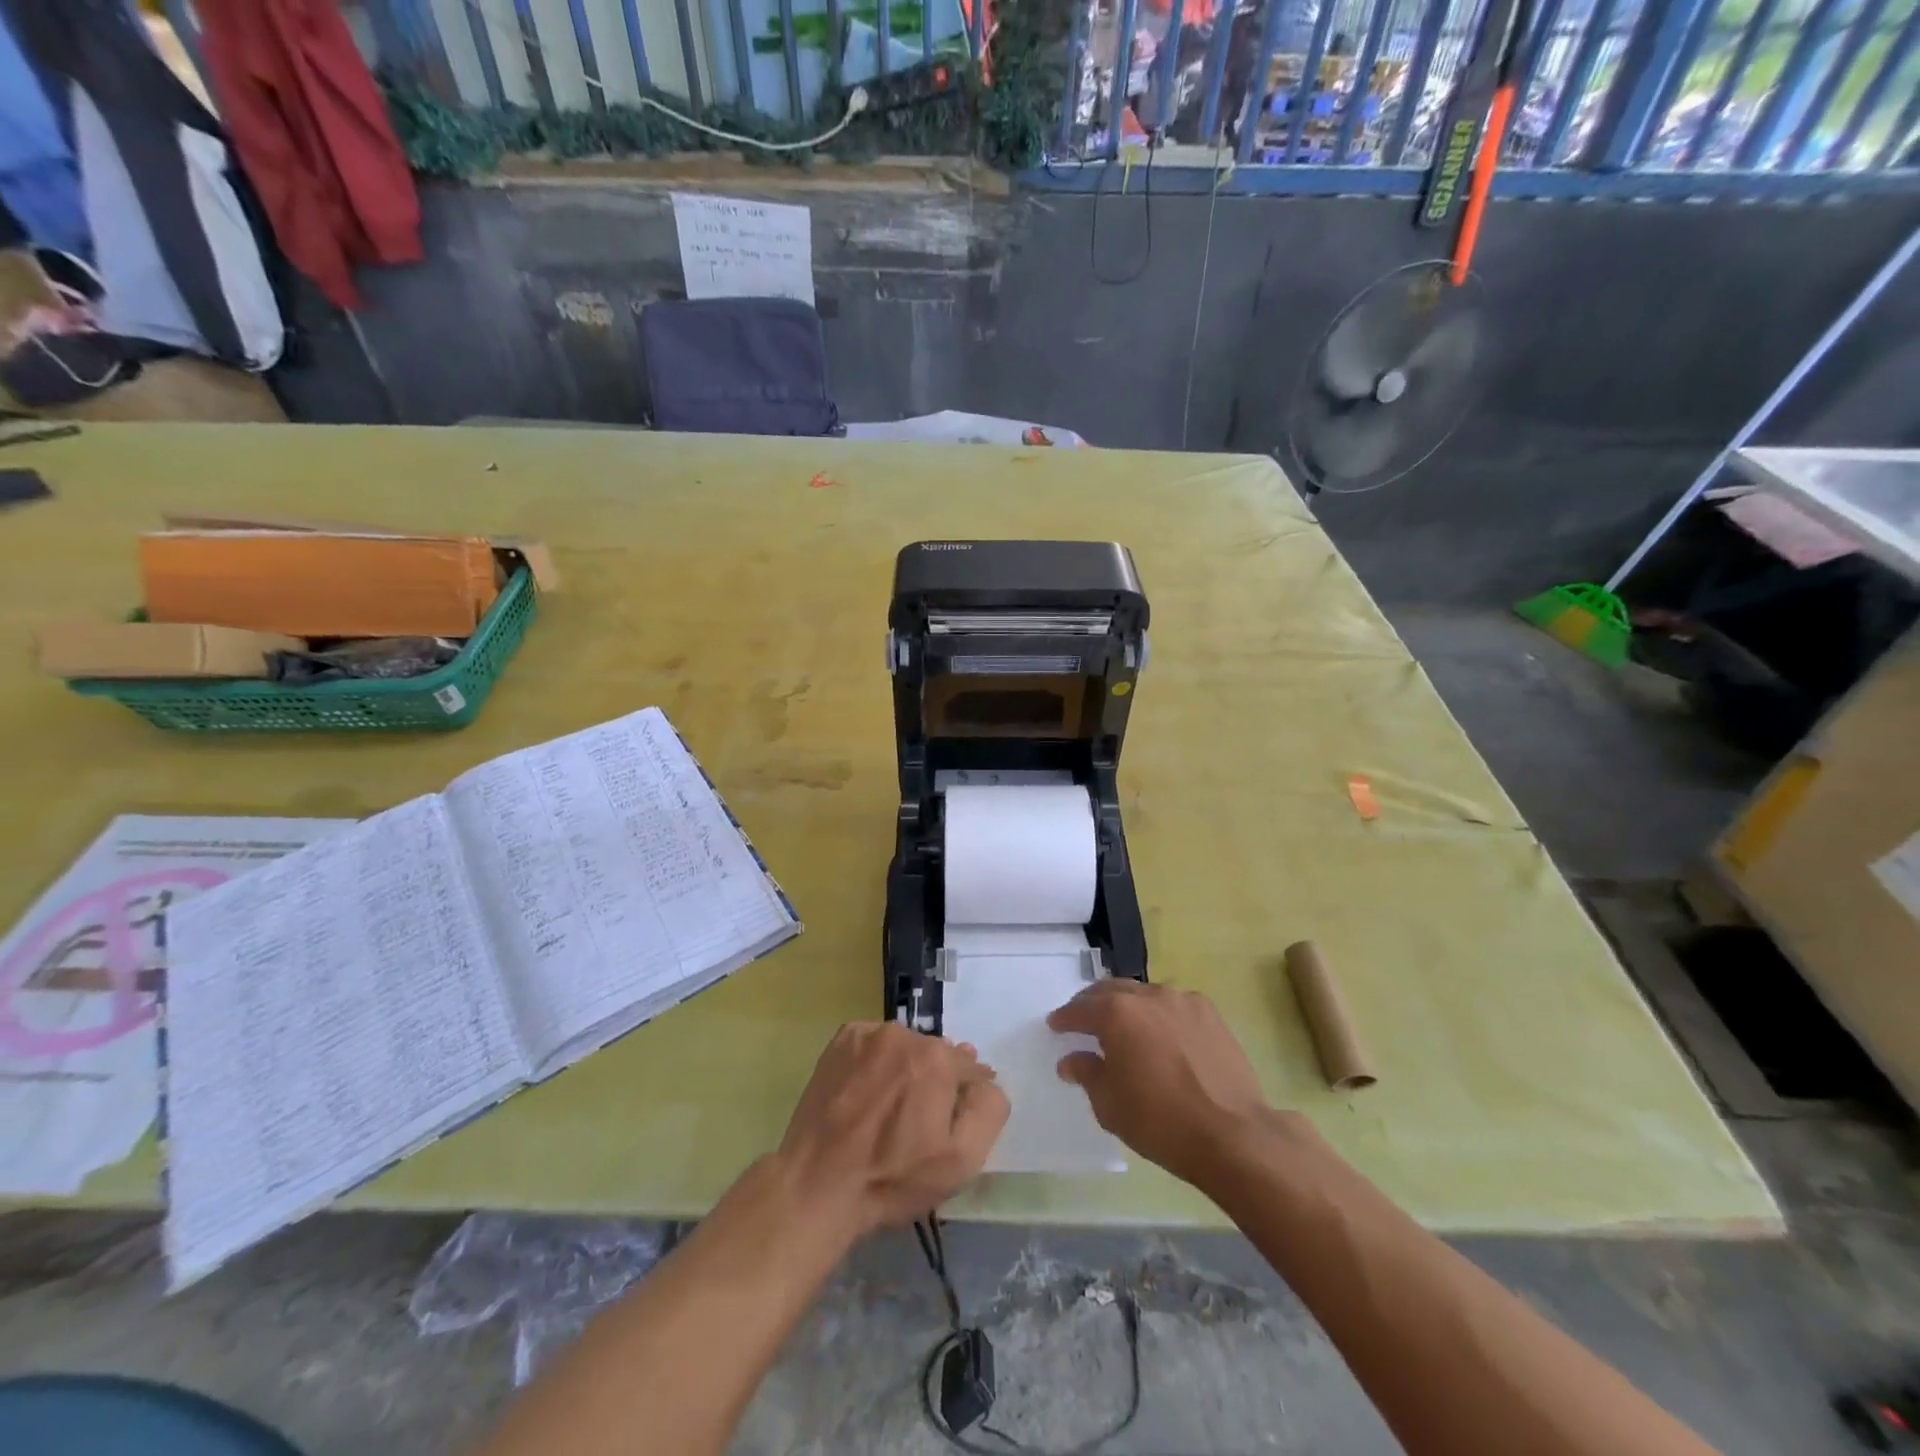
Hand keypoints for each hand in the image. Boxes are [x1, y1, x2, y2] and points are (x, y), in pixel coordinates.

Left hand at [778, 1022, 1008, 1236]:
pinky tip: (867, 1093)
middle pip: (937, 1054)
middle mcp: (904, 1034)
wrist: (817, 1185)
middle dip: (936, 1081)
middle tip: (918, 1121)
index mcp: (937, 1059)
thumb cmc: (893, 1178)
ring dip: (906, 1068)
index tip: (950, 1123)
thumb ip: (988, 1111)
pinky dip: (878, 1062)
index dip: (964, 1098)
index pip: (970, 1068)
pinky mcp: (841, 1039)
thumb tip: (987, 1080)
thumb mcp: (961, 1161)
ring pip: (905, 1047)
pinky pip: (876, 1044)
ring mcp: (868, 1033)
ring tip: (890, 1108)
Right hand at [1049, 981, 1271, 1186]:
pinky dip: (1160, 1014)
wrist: (1233, 1135)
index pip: (1080, 1009)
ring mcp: (1182, 1001)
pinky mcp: (1210, 1013)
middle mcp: (1147, 996)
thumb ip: (1087, 1073)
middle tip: (1083, 1020)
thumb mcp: (1110, 1105)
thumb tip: (1071, 1060)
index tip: (1055, 1025)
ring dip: (1127, 1006)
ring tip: (1124, 1026)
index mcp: (1116, 1013)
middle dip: (1092, 1004)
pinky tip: (1162, 1035)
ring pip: (1144, 994)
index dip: (1064, 1018)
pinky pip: (1174, 1005)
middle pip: (1110, 991)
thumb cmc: (1160, 1122)